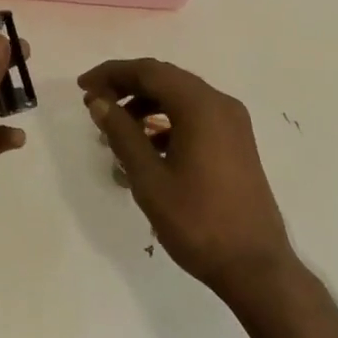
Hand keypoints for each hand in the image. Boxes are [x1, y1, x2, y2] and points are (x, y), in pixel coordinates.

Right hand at [78, 58, 294, 299]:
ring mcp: (232, 122)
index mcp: (201, 106)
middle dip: (127, 86)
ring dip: (146, 104)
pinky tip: (148, 147)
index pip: (149, 72)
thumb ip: (123, 134)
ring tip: (116, 128)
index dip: (112, 73)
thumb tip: (99, 102)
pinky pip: (196, 116)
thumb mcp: (150, 179)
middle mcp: (220, 104)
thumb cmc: (198, 222)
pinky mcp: (236, 141)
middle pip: (166, 79)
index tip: (83, 86)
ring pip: (181, 97)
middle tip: (95, 103)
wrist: (255, 266)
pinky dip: (168, 121)